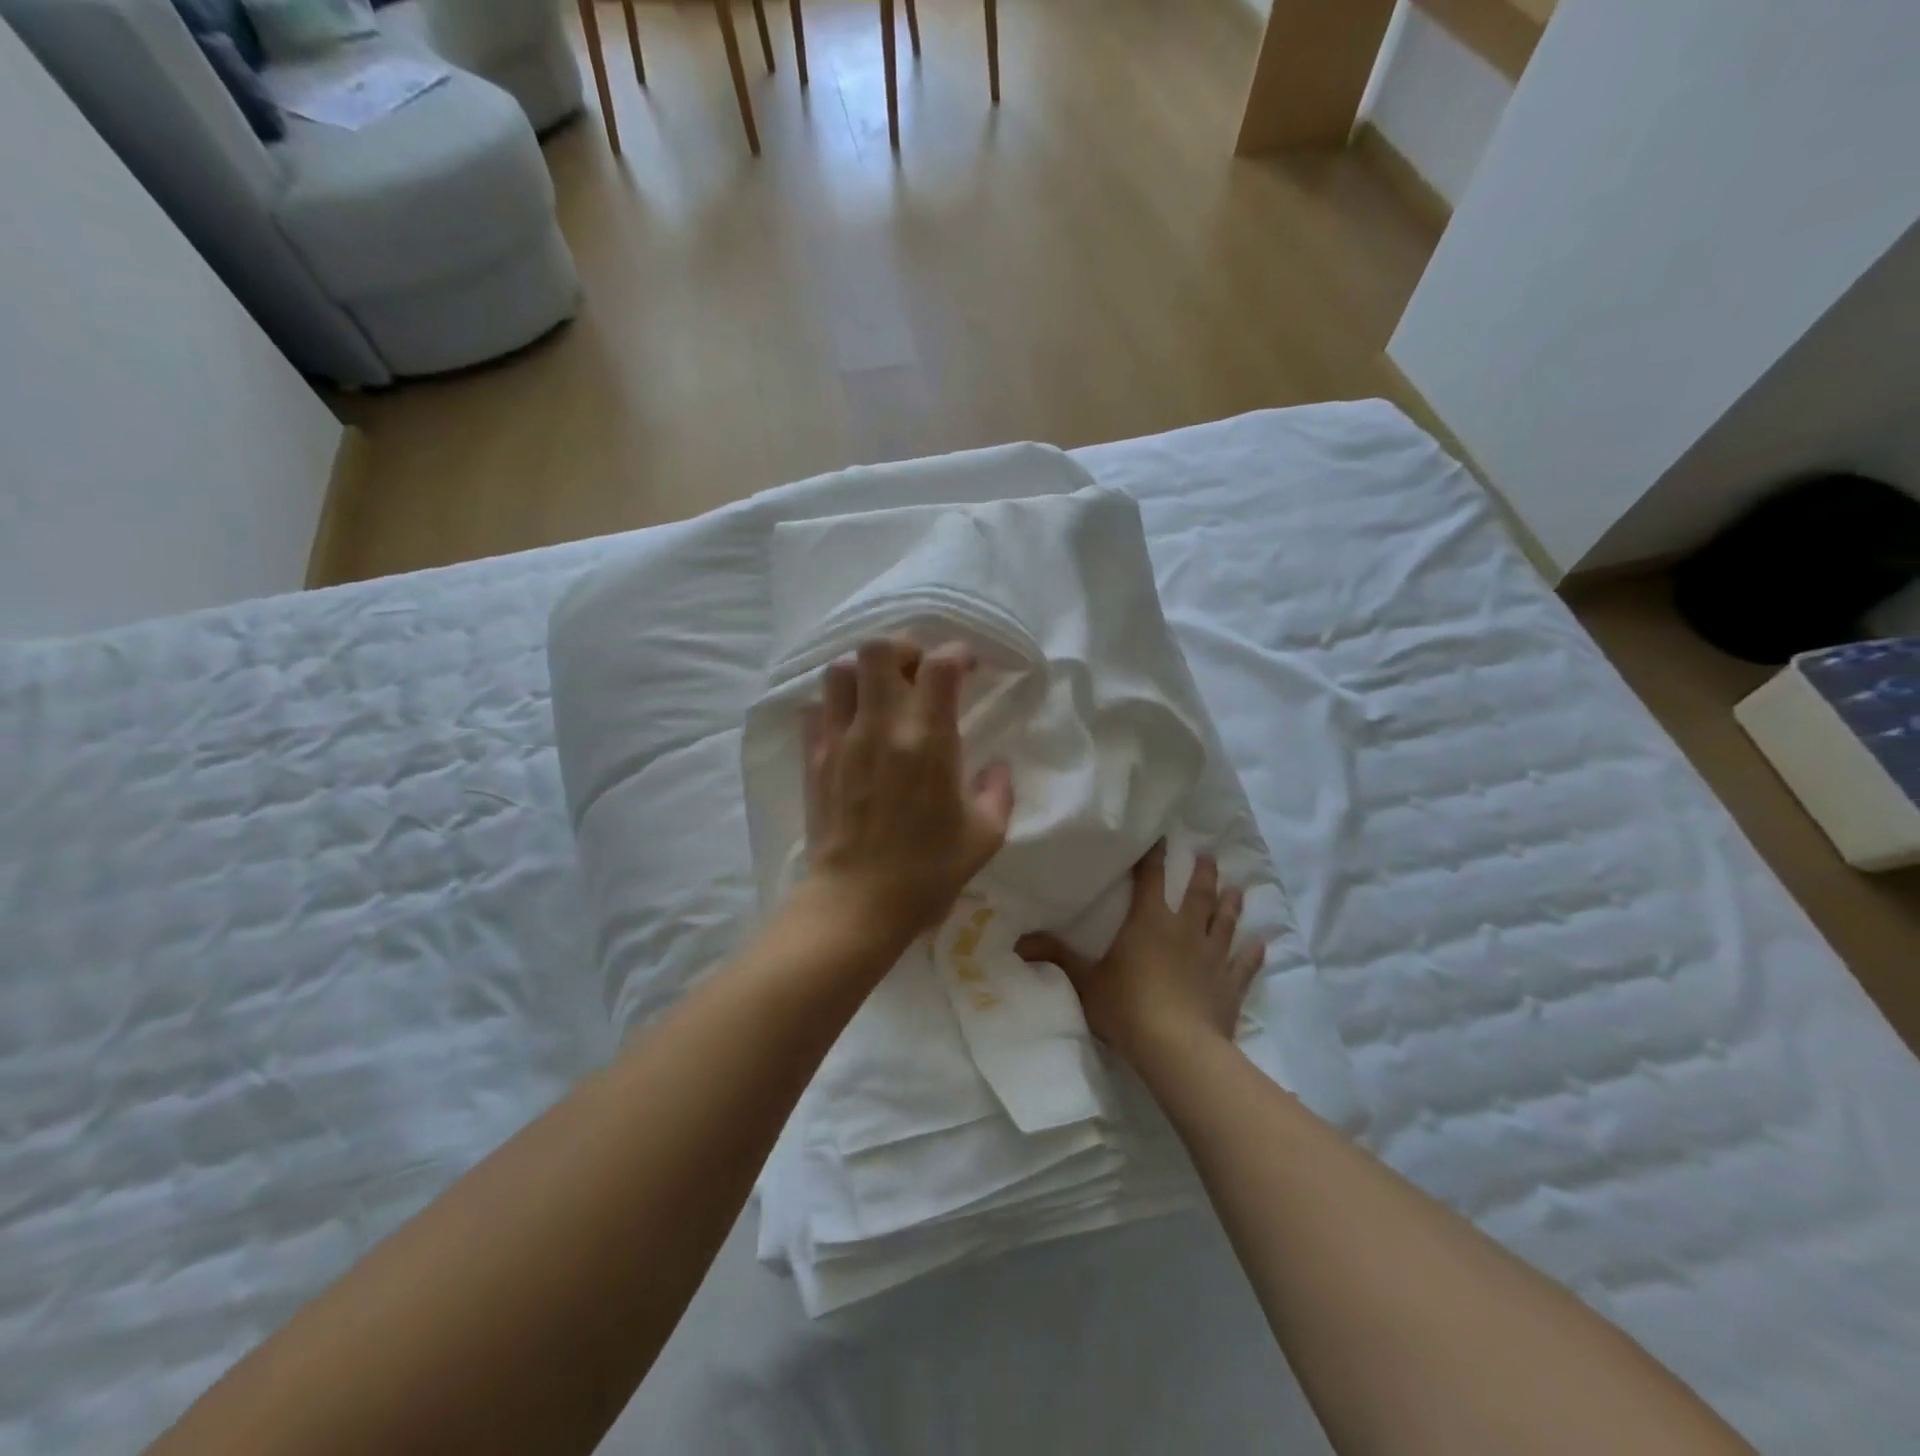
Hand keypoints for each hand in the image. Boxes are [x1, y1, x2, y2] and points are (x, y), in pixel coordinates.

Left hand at [804, 637, 1014, 949]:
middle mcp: (881, 727)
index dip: (958, 652)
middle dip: (904, 648)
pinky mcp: (814, 758)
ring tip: (880, 694)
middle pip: (880, 648)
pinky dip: (835, 705)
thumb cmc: (927, 872)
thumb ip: (998, 792)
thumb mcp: (984, 836)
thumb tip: (996, 767)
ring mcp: (841, 740)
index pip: (941, 664)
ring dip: (864, 672)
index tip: (968, 666)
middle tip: (917, 672)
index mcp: (929, 741)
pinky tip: (851, 726)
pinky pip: (816, 708)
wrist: (857, 904)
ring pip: (840, 670)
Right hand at [1016, 843, 1263, 1069]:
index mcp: (1150, 922)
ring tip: (1237, 887)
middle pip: (1198, 894)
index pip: (1152, 879)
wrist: (1177, 1049)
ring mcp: (1212, 957)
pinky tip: (1261, 943)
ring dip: (1230, 904)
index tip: (1162, 837)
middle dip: (1203, 872)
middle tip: (1209, 855)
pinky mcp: (1230, 986)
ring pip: (1224, 922)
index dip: (1154, 857)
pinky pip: (1244, 965)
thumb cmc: (1127, 1007)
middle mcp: (1185, 931)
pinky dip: (1252, 953)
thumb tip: (1018, 941)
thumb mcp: (1084, 981)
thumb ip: (1056, 957)